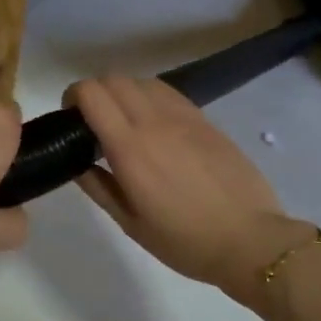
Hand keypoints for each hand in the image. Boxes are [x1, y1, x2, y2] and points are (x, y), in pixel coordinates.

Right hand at [69, 76, 298, 296]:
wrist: (249, 240)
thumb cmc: (185, 241)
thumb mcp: (132, 224)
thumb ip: (100, 188)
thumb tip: (78, 162)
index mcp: (130, 148)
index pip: (92, 93)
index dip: (73, 97)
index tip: (71, 119)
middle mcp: (155, 122)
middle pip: (114, 79)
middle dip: (95, 92)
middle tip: (94, 123)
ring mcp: (184, 117)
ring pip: (143, 81)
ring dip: (125, 93)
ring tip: (126, 123)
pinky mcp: (206, 120)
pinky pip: (169, 94)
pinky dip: (152, 99)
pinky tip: (157, 127)